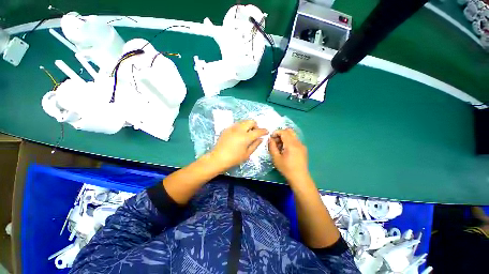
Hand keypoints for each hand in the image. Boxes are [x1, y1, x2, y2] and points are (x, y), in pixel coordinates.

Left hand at [210, 120, 267, 170]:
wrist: (218, 158)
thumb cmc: (234, 158)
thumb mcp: (247, 154)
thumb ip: (255, 144)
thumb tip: (261, 138)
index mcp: (246, 137)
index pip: (258, 131)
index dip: (264, 131)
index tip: (266, 132)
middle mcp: (239, 129)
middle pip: (251, 121)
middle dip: (255, 126)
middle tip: (255, 132)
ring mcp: (232, 128)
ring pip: (243, 121)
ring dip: (248, 125)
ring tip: (247, 133)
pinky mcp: (227, 128)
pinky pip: (236, 124)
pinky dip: (241, 127)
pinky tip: (238, 135)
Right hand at [269, 128, 310, 182]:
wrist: (299, 177)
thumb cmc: (286, 168)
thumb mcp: (276, 158)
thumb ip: (272, 146)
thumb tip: (270, 139)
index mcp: (291, 144)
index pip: (284, 132)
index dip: (276, 132)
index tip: (271, 137)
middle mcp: (298, 142)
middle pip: (289, 131)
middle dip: (280, 134)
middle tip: (275, 141)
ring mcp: (302, 145)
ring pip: (292, 136)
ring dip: (284, 138)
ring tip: (279, 147)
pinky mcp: (303, 149)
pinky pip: (295, 141)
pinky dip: (289, 142)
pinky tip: (285, 150)